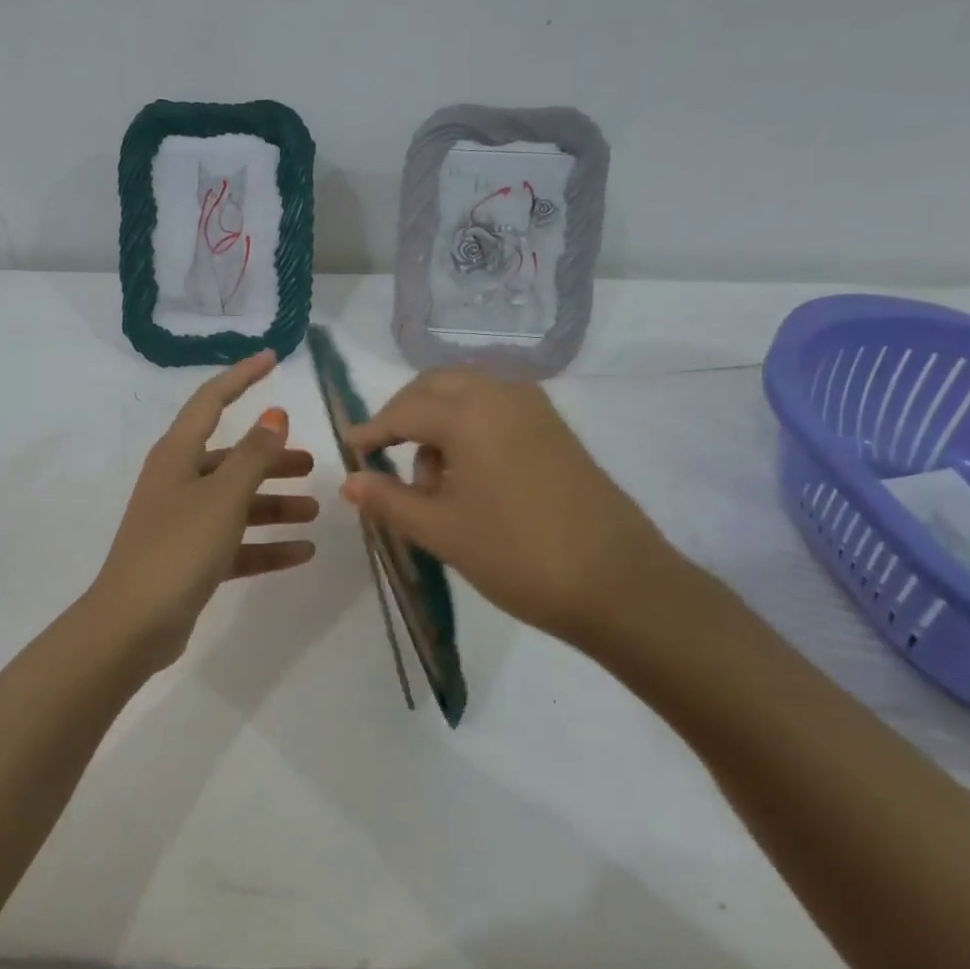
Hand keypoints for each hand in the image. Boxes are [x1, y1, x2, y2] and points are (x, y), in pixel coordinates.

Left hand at [89, 351, 316, 668]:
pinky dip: (265, 543)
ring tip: (314, 511)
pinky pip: (235, 542)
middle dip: (271, 458)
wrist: (133, 624)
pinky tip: (302, 552)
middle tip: (312, 463)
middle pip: (231, 458)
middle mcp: (177, 481)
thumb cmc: (178, 547)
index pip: (211, 401)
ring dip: (274, 503)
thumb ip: (254, 455)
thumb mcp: (223, 496)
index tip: (273, 358)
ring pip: (236, 501)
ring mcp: (182, 521)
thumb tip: (274, 414)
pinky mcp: (189, 558)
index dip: (242, 376)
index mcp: (177, 455)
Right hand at [340, 369, 683, 647]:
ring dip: (440, 417)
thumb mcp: (442, 531)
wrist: (620, 584)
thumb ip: (389, 500)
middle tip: (385, 452)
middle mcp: (501, 395)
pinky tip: (471, 471)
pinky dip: (472, 423)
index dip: (372, 430)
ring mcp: (535, 408)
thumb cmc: (518, 555)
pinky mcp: (556, 428)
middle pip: (436, 385)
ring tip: (433, 478)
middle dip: (405, 412)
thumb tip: (349, 481)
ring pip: (469, 392)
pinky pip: (498, 406)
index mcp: (469, 414)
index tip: (350, 448)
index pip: (404, 410)